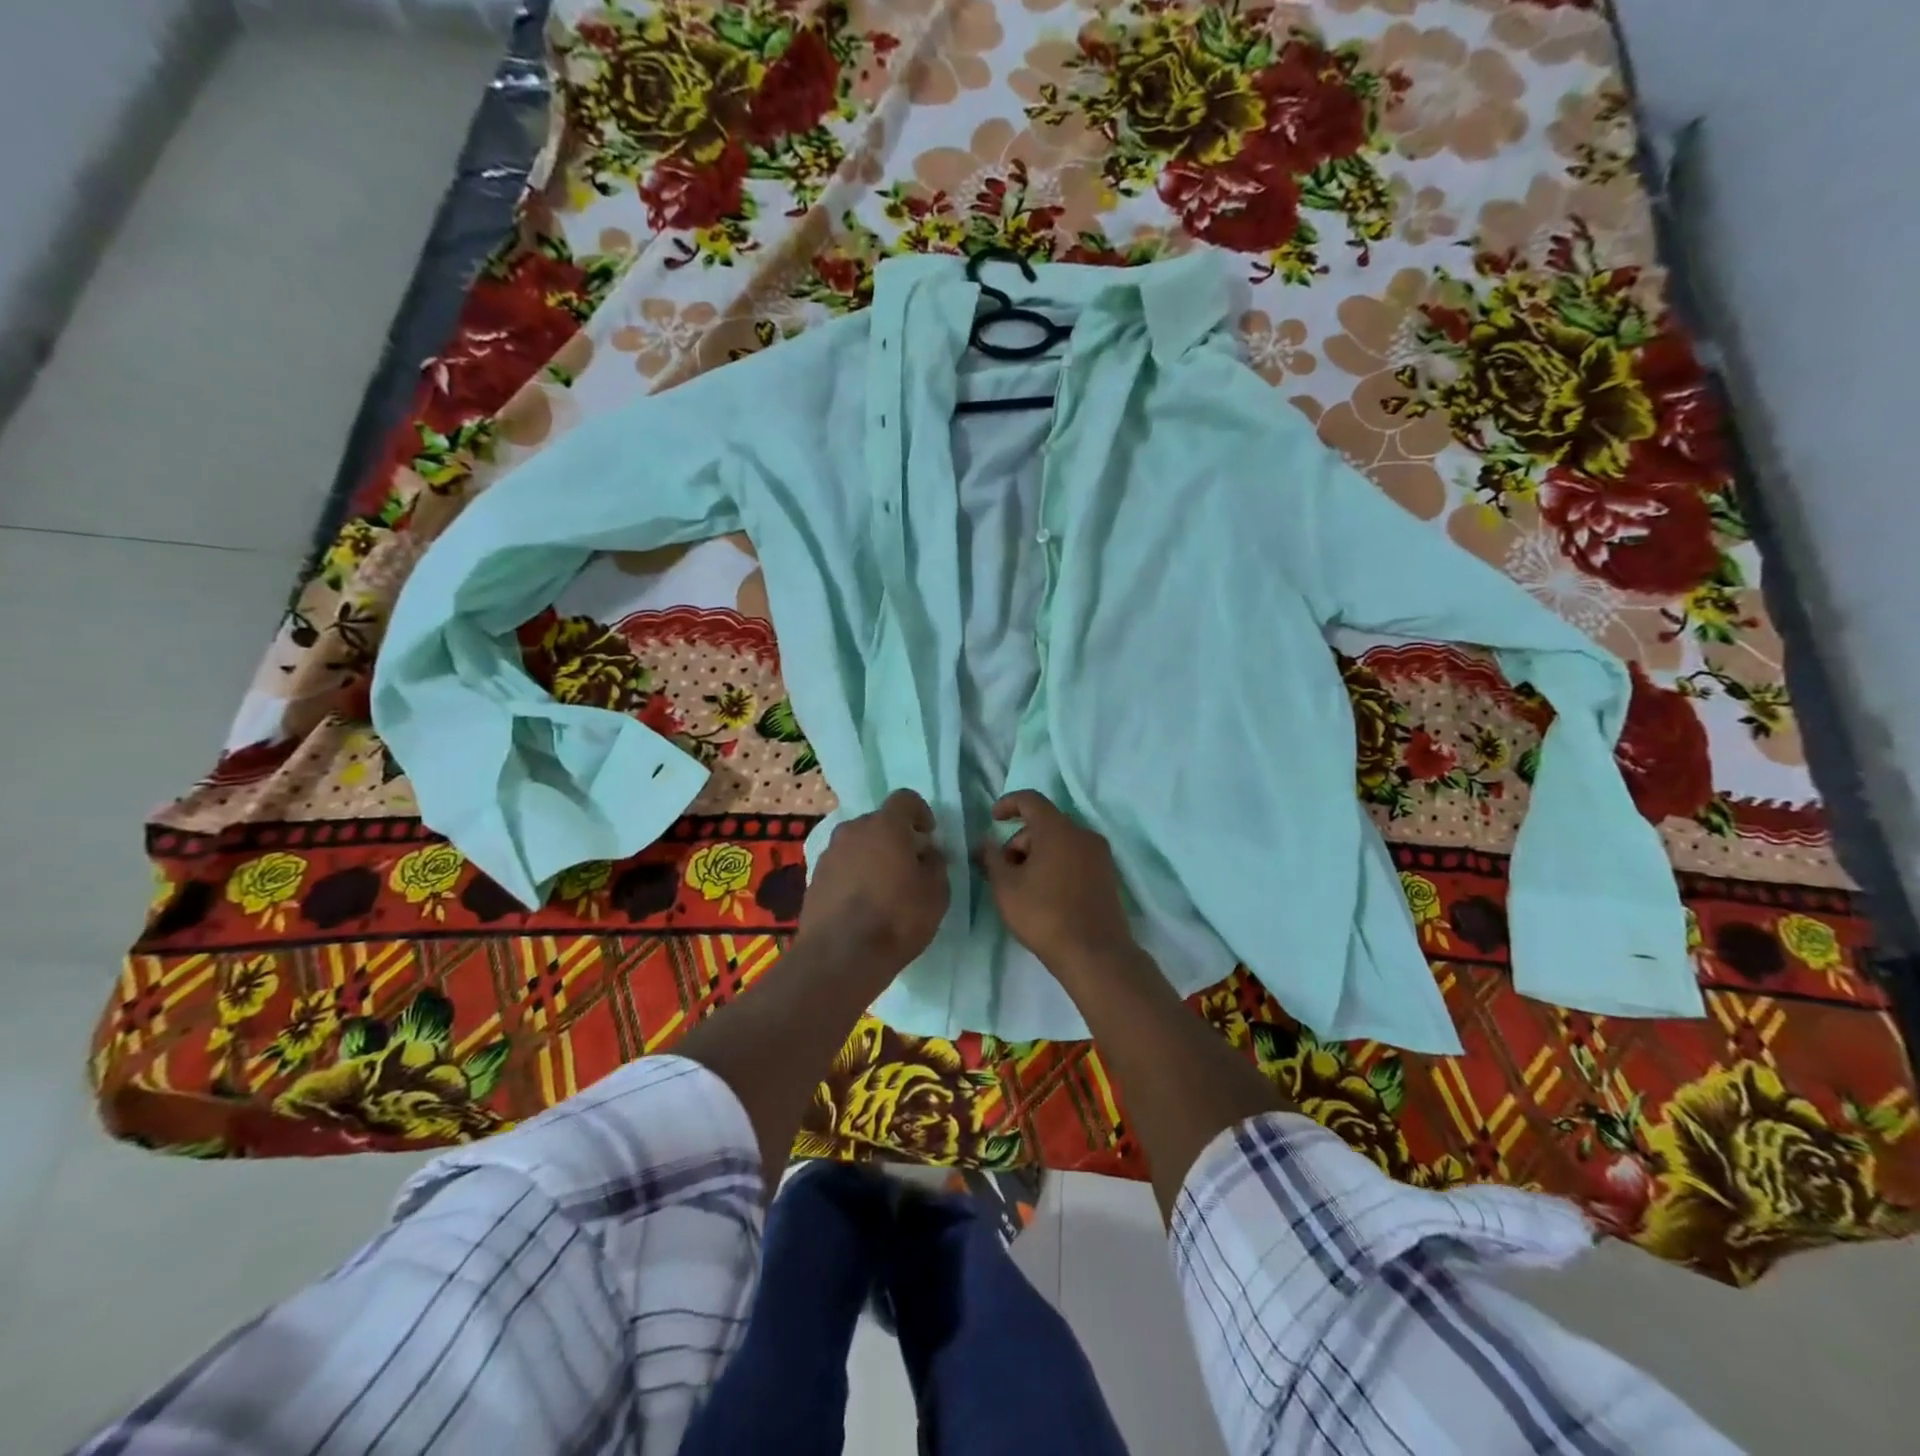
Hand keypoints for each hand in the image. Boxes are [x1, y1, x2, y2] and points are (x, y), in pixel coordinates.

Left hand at [796, 789, 949, 972]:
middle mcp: (852, 830)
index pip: (905, 799)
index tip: (929, 835)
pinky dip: (853, 876)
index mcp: (885, 825)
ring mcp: (828, 854)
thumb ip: (935, 864)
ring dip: (872, 856)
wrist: (840, 957)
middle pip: (878, 822)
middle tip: (909, 865)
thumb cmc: (897, 919)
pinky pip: (841, 866)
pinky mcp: (813, 878)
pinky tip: (862, 904)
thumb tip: (927, 852)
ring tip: (884, 888)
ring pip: (857, 844)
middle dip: (895, 837)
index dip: (920, 812)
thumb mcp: (936, 893)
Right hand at [977, 790, 1136, 981]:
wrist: (1095, 954)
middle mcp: (1083, 834)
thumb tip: (986, 842)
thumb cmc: (1044, 915)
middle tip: (1003, 871)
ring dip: (1037, 854)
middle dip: (1019, 841)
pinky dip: (1057, 865)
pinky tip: (1045, 894)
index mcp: (1057, 829)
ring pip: (1060, 842)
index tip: (993, 820)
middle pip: (1044, 824)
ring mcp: (1099, 855)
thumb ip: (991, 858)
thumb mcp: (1006, 887)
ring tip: (1023, 887)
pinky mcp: (1108, 875)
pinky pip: (1075, 857)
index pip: (1030, 800)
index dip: (1008, 804)